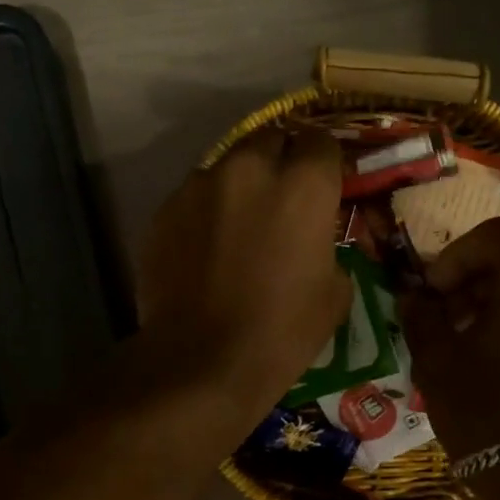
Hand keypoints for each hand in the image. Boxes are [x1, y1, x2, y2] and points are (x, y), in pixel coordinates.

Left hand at [138, 129, 351, 421]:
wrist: (201, 361)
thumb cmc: (281, 332)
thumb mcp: (334, 295)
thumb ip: (329, 249)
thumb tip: (316, 243)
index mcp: (303, 185)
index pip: (321, 141)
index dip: (324, 162)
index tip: (323, 184)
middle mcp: (250, 168)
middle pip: (271, 138)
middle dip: (281, 159)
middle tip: (282, 197)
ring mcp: (200, 185)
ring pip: (228, 166)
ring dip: (240, 185)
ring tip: (239, 223)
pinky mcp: (165, 209)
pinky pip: (194, 196)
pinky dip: (206, 211)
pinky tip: (206, 247)